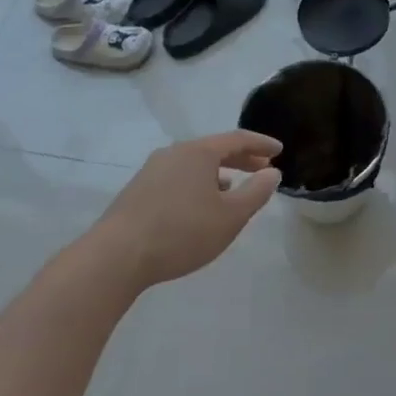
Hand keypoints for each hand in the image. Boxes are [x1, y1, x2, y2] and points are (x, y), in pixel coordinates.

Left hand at [92, 131, 281, 290]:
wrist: (116, 256)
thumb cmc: (182, 232)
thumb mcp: (230, 216)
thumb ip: (256, 192)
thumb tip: (272, 173)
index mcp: (199, 152)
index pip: (238, 139)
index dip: (262, 144)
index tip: (279, 150)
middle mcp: (174, 152)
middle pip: (215, 149)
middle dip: (242, 159)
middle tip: (264, 170)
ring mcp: (152, 170)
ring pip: (194, 164)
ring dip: (219, 173)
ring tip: (233, 189)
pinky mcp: (138, 190)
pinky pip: (178, 178)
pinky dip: (198, 184)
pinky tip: (199, 206)